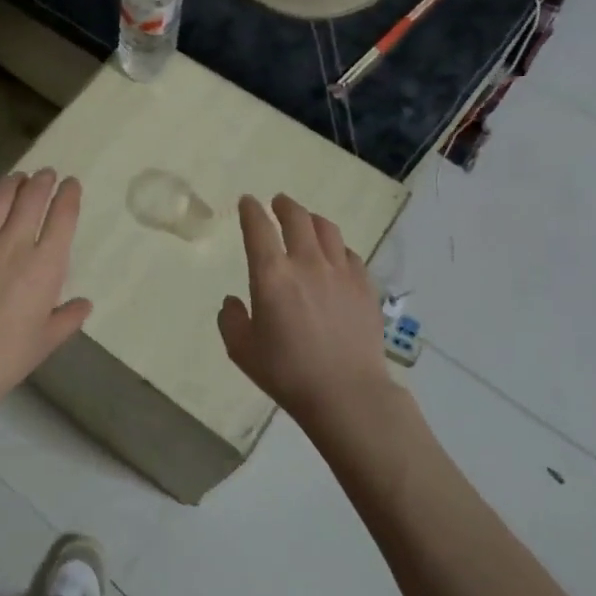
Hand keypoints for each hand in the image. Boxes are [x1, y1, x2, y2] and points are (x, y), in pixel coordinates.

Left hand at [0, 169, 91, 446]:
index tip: (71, 184)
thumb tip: (84, 304)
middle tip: (46, 175)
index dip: (69, 195)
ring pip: (0, 196)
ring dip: (13, 181)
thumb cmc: (5, 358)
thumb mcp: (46, 342)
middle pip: (32, 198)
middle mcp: (16, 243)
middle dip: (43, 181)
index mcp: (46, 266)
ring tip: (19, 176)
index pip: (63, 217)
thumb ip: (67, 318)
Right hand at [217, 193, 389, 427]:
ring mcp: (341, 272)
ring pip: (327, 230)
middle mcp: (307, 263)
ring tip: (306, 221)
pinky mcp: (365, 287)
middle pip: (297, 218)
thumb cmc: (287, 373)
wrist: (347, 393)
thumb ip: (230, 319)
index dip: (251, 210)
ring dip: (312, 219)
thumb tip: (233, 301)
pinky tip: (335, 255)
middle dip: (284, 205)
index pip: (259, 228)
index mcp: (272, 275)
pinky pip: (350, 254)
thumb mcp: (241, 350)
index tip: (248, 201)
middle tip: (278, 202)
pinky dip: (337, 247)